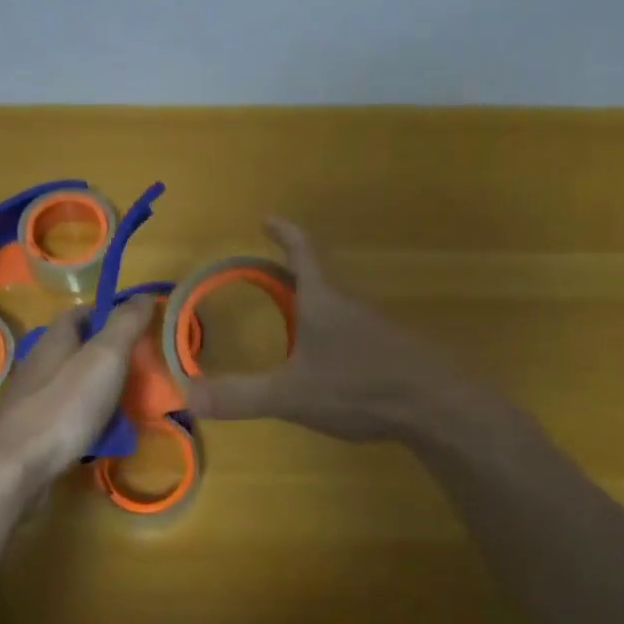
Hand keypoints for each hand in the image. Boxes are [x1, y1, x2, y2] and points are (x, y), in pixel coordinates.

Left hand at [0, 296, 155, 491]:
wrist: (14, 469)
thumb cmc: (63, 407)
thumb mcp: (104, 358)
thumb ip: (125, 326)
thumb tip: (144, 295)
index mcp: (55, 339)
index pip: (80, 312)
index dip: (108, 312)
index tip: (138, 324)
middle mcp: (40, 364)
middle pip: (77, 349)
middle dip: (109, 355)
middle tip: (143, 367)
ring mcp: (33, 400)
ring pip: (74, 384)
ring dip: (101, 389)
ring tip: (132, 404)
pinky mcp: (33, 432)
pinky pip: (69, 416)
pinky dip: (90, 420)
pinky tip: (106, 435)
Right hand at [182, 219, 491, 442]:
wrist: (437, 406)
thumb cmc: (359, 386)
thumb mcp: (291, 394)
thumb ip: (240, 395)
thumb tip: (186, 395)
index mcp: (323, 301)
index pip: (301, 253)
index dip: (284, 233)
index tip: (268, 218)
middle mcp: (351, 306)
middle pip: (317, 280)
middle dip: (289, 276)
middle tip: (264, 281)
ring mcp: (377, 328)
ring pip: (337, 309)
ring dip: (313, 308)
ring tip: (291, 325)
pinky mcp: (395, 353)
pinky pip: (354, 334)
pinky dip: (333, 337)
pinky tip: (329, 364)